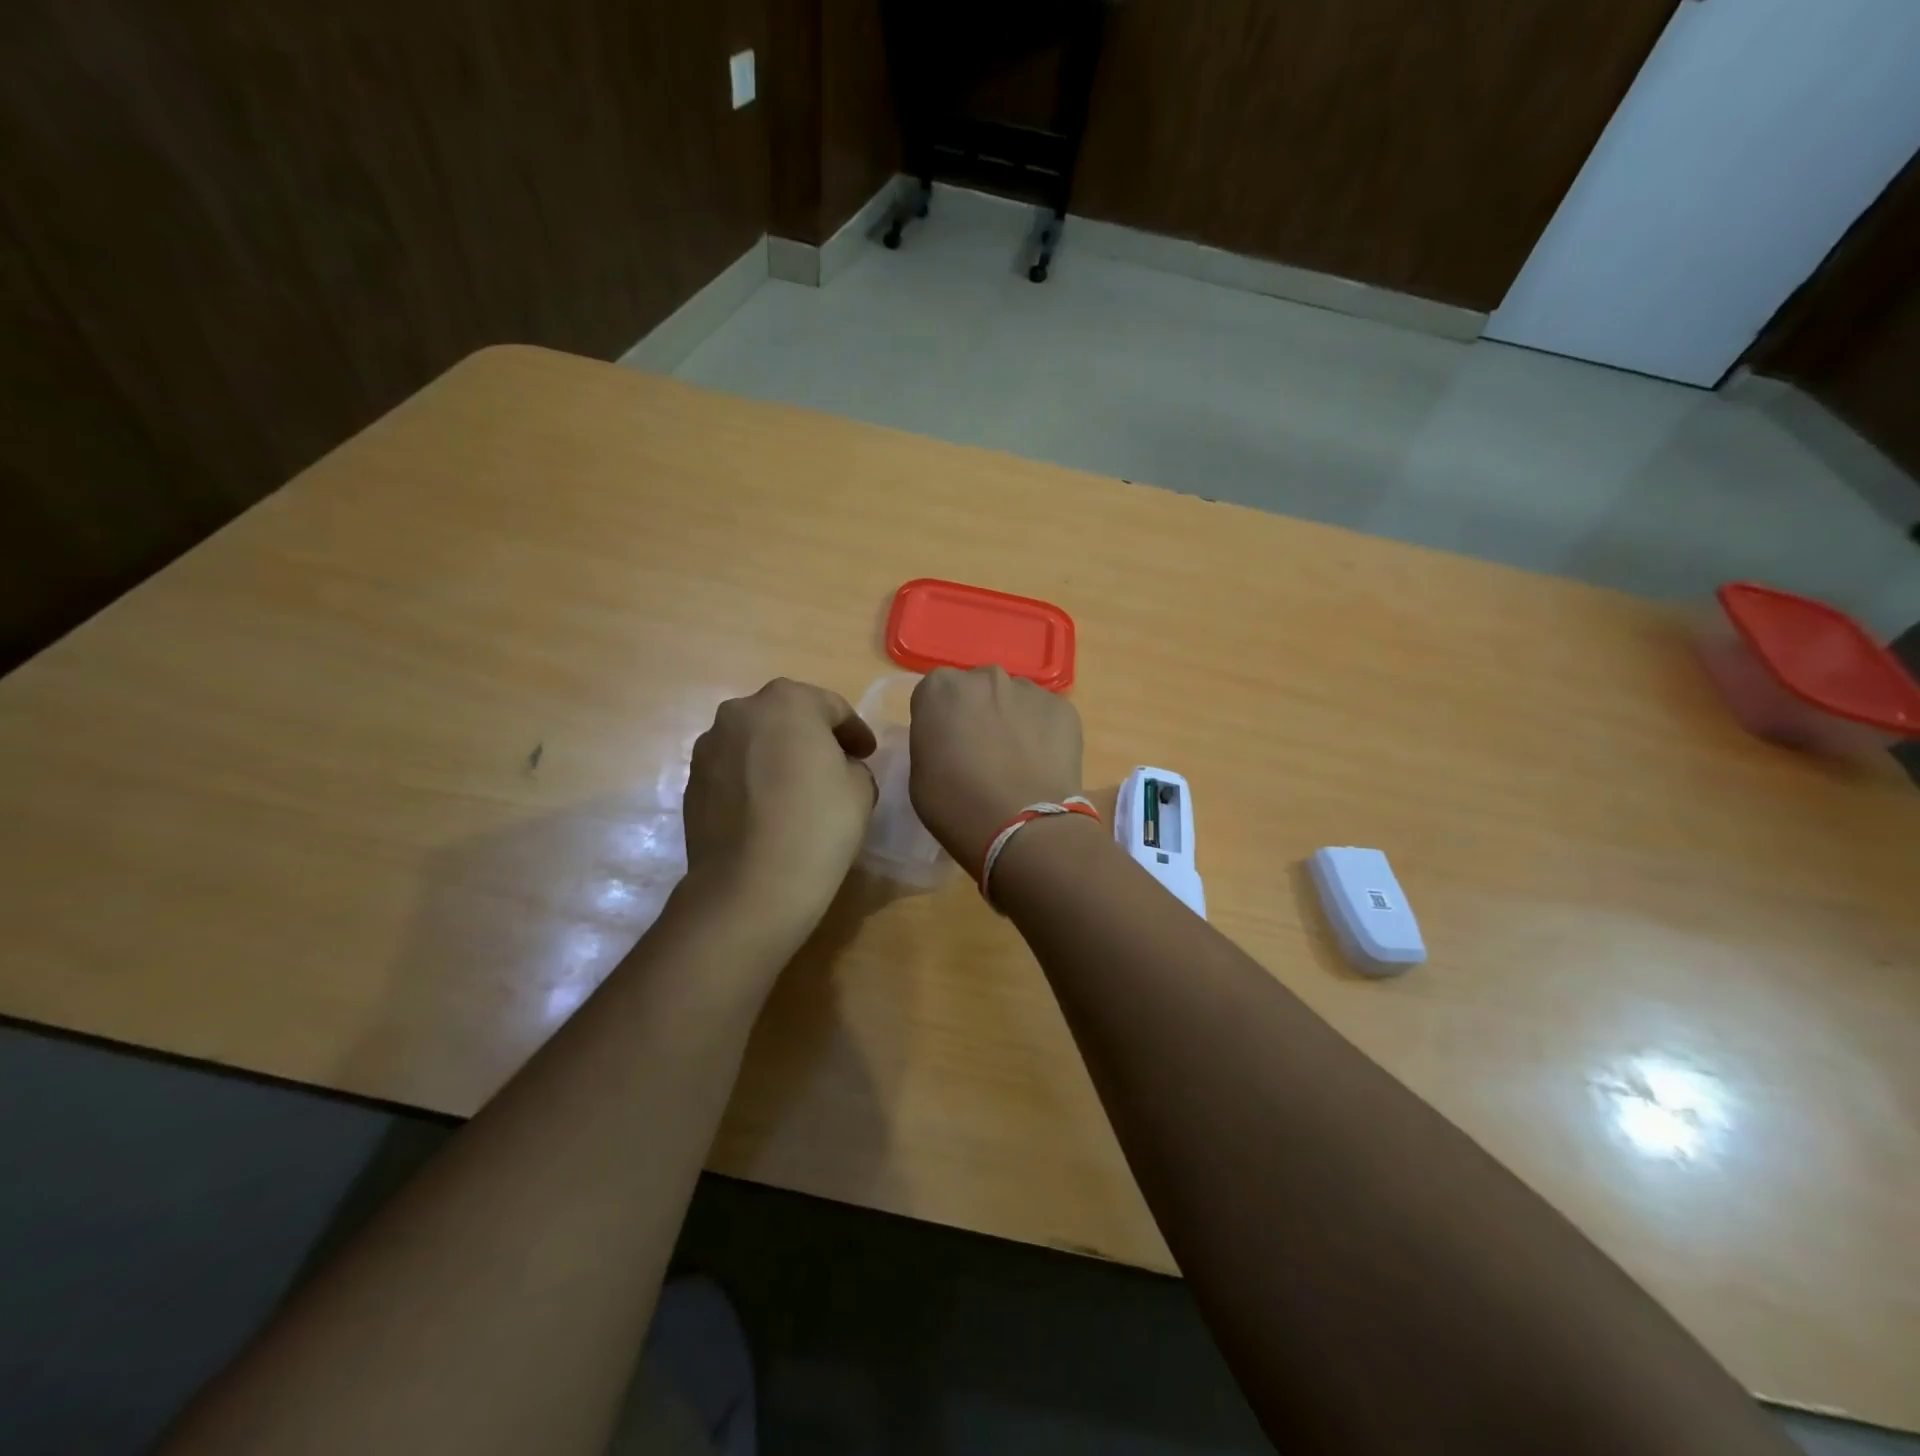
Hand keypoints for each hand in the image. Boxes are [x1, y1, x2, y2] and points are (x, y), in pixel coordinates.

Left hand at [684, 679, 877, 926]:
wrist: (750, 886)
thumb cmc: (817, 826)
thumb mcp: (861, 788)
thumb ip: (852, 764)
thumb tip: (835, 770)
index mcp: (788, 702)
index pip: (833, 707)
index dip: (855, 731)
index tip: (868, 754)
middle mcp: (740, 712)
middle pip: (787, 716)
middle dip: (812, 736)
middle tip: (835, 765)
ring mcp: (709, 747)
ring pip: (755, 742)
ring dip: (777, 756)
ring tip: (797, 789)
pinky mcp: (692, 783)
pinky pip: (734, 770)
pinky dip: (753, 779)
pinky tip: (769, 809)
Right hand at [908, 666, 1084, 869]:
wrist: (1024, 827)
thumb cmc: (957, 806)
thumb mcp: (920, 775)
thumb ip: (933, 740)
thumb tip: (954, 739)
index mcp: (941, 688)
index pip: (935, 695)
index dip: (940, 722)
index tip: (947, 748)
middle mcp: (985, 676)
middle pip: (977, 689)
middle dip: (978, 712)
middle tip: (983, 753)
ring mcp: (1029, 689)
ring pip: (1015, 700)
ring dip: (1012, 720)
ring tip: (1018, 762)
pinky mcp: (1064, 708)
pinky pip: (1046, 716)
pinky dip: (1043, 734)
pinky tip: (1042, 766)